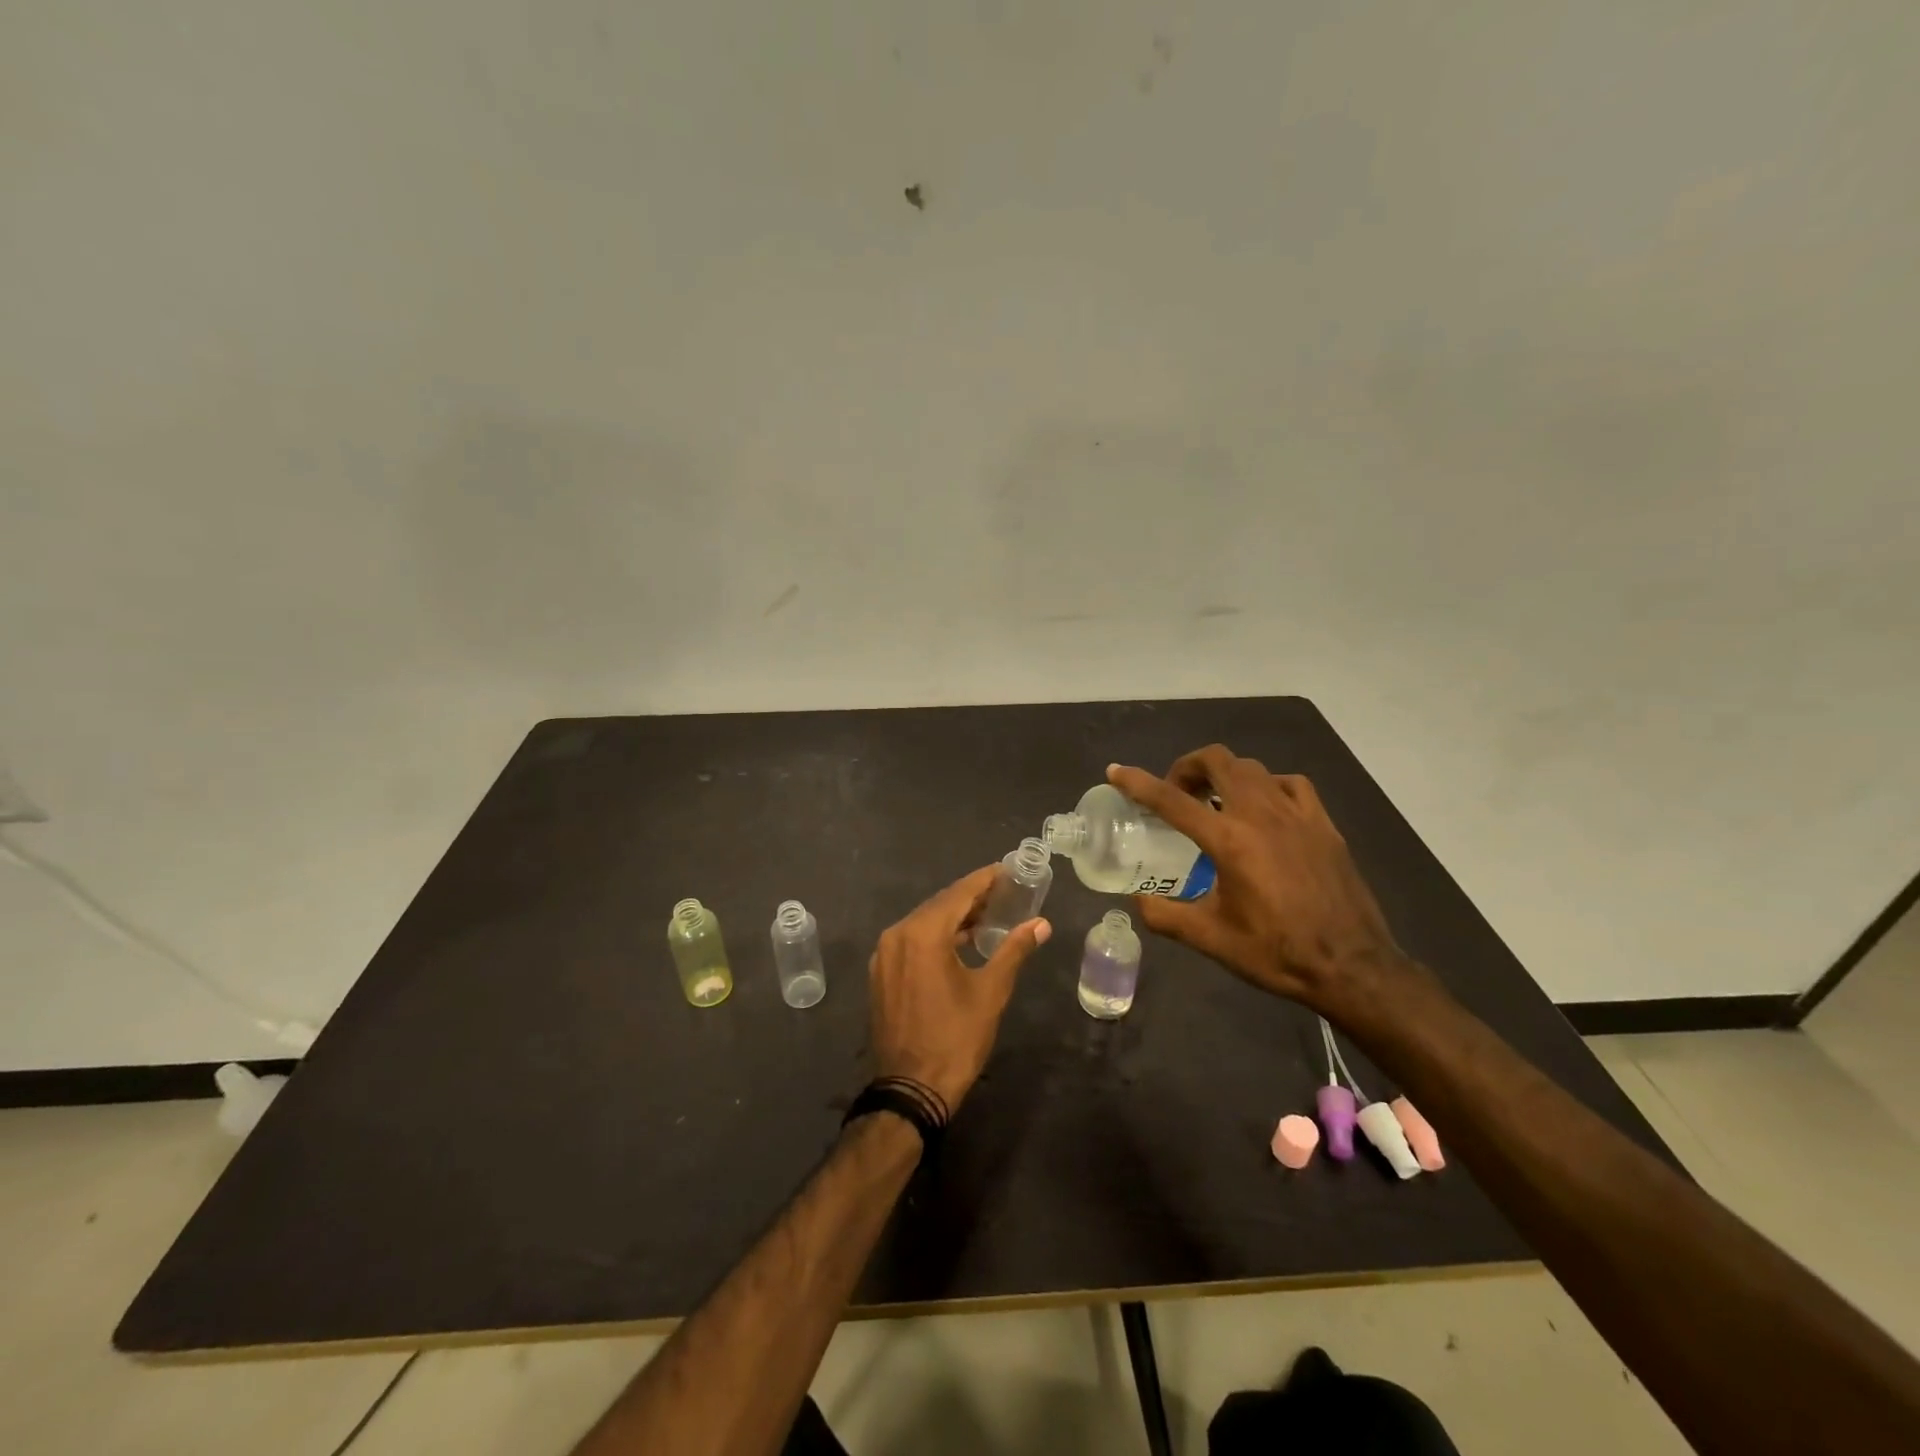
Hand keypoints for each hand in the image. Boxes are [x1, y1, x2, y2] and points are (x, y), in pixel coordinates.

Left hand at [868, 866, 1050, 1113]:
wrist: (910, 1089)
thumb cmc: (955, 1039)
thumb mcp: (990, 992)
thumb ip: (1014, 950)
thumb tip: (1041, 924)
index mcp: (922, 933)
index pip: (959, 893)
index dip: (985, 880)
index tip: (1008, 870)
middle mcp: (897, 934)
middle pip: (940, 904)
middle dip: (972, 897)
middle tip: (1004, 892)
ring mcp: (885, 954)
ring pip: (924, 922)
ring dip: (954, 917)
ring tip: (988, 915)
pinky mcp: (882, 973)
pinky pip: (912, 941)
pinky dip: (936, 936)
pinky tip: (960, 942)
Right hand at [1108, 748, 1405, 1016]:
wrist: (1351, 966)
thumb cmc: (1276, 953)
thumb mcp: (1210, 939)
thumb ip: (1165, 916)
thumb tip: (1136, 902)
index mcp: (1228, 841)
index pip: (1172, 800)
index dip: (1138, 782)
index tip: (1115, 771)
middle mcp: (1260, 815)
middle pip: (1218, 761)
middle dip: (1188, 766)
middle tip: (1177, 791)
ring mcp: (1296, 815)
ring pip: (1252, 768)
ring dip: (1225, 775)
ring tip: (1216, 800)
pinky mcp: (1323, 824)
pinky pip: (1290, 784)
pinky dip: (1267, 786)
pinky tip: (1264, 807)